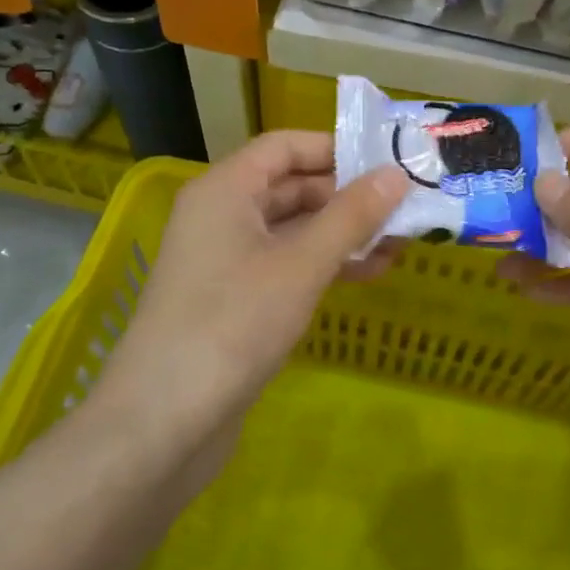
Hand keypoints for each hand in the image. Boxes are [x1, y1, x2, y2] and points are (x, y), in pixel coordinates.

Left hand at [89, 131, 405, 461]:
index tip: (387, 160)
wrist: (164, 424)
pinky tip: (370, 273)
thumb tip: (396, 173)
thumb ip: (351, 216)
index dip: (335, 148)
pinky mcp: (235, 299)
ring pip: (293, 229)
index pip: (285, 146)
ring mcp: (226, 260)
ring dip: (343, 232)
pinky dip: (325, 264)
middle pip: (291, 186)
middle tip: (404, 204)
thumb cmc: (232, 323)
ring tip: (400, 241)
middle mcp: (222, 215)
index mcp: (225, 190)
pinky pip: (287, 264)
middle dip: (347, 195)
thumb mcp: (301, 264)